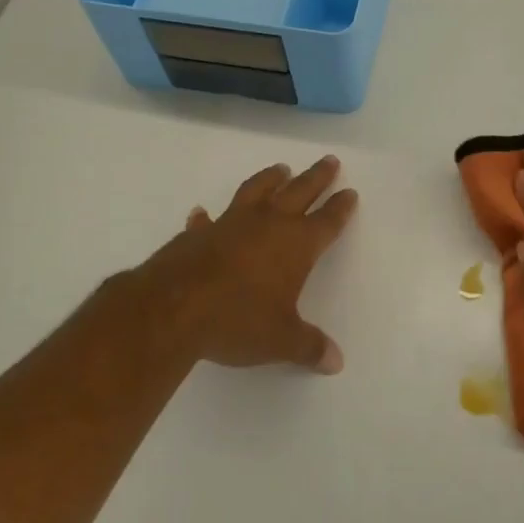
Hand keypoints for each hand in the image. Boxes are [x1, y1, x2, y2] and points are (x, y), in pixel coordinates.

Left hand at [109, 156, 357, 374]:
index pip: (326, 221)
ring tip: (281, 169)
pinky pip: (208, 219)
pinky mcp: (199, 233)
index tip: (349, 192)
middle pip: (299, 192)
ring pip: (257, 191)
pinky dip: (208, 215)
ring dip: (271, 178)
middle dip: (316, 177)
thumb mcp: (280, 340)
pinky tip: (203, 213)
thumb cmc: (238, 320)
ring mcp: (230, 223)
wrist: (173, 308)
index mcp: (296, 245)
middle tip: (329, 160)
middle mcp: (267, 224)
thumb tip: (335, 361)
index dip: (340, 207)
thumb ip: (309, 346)